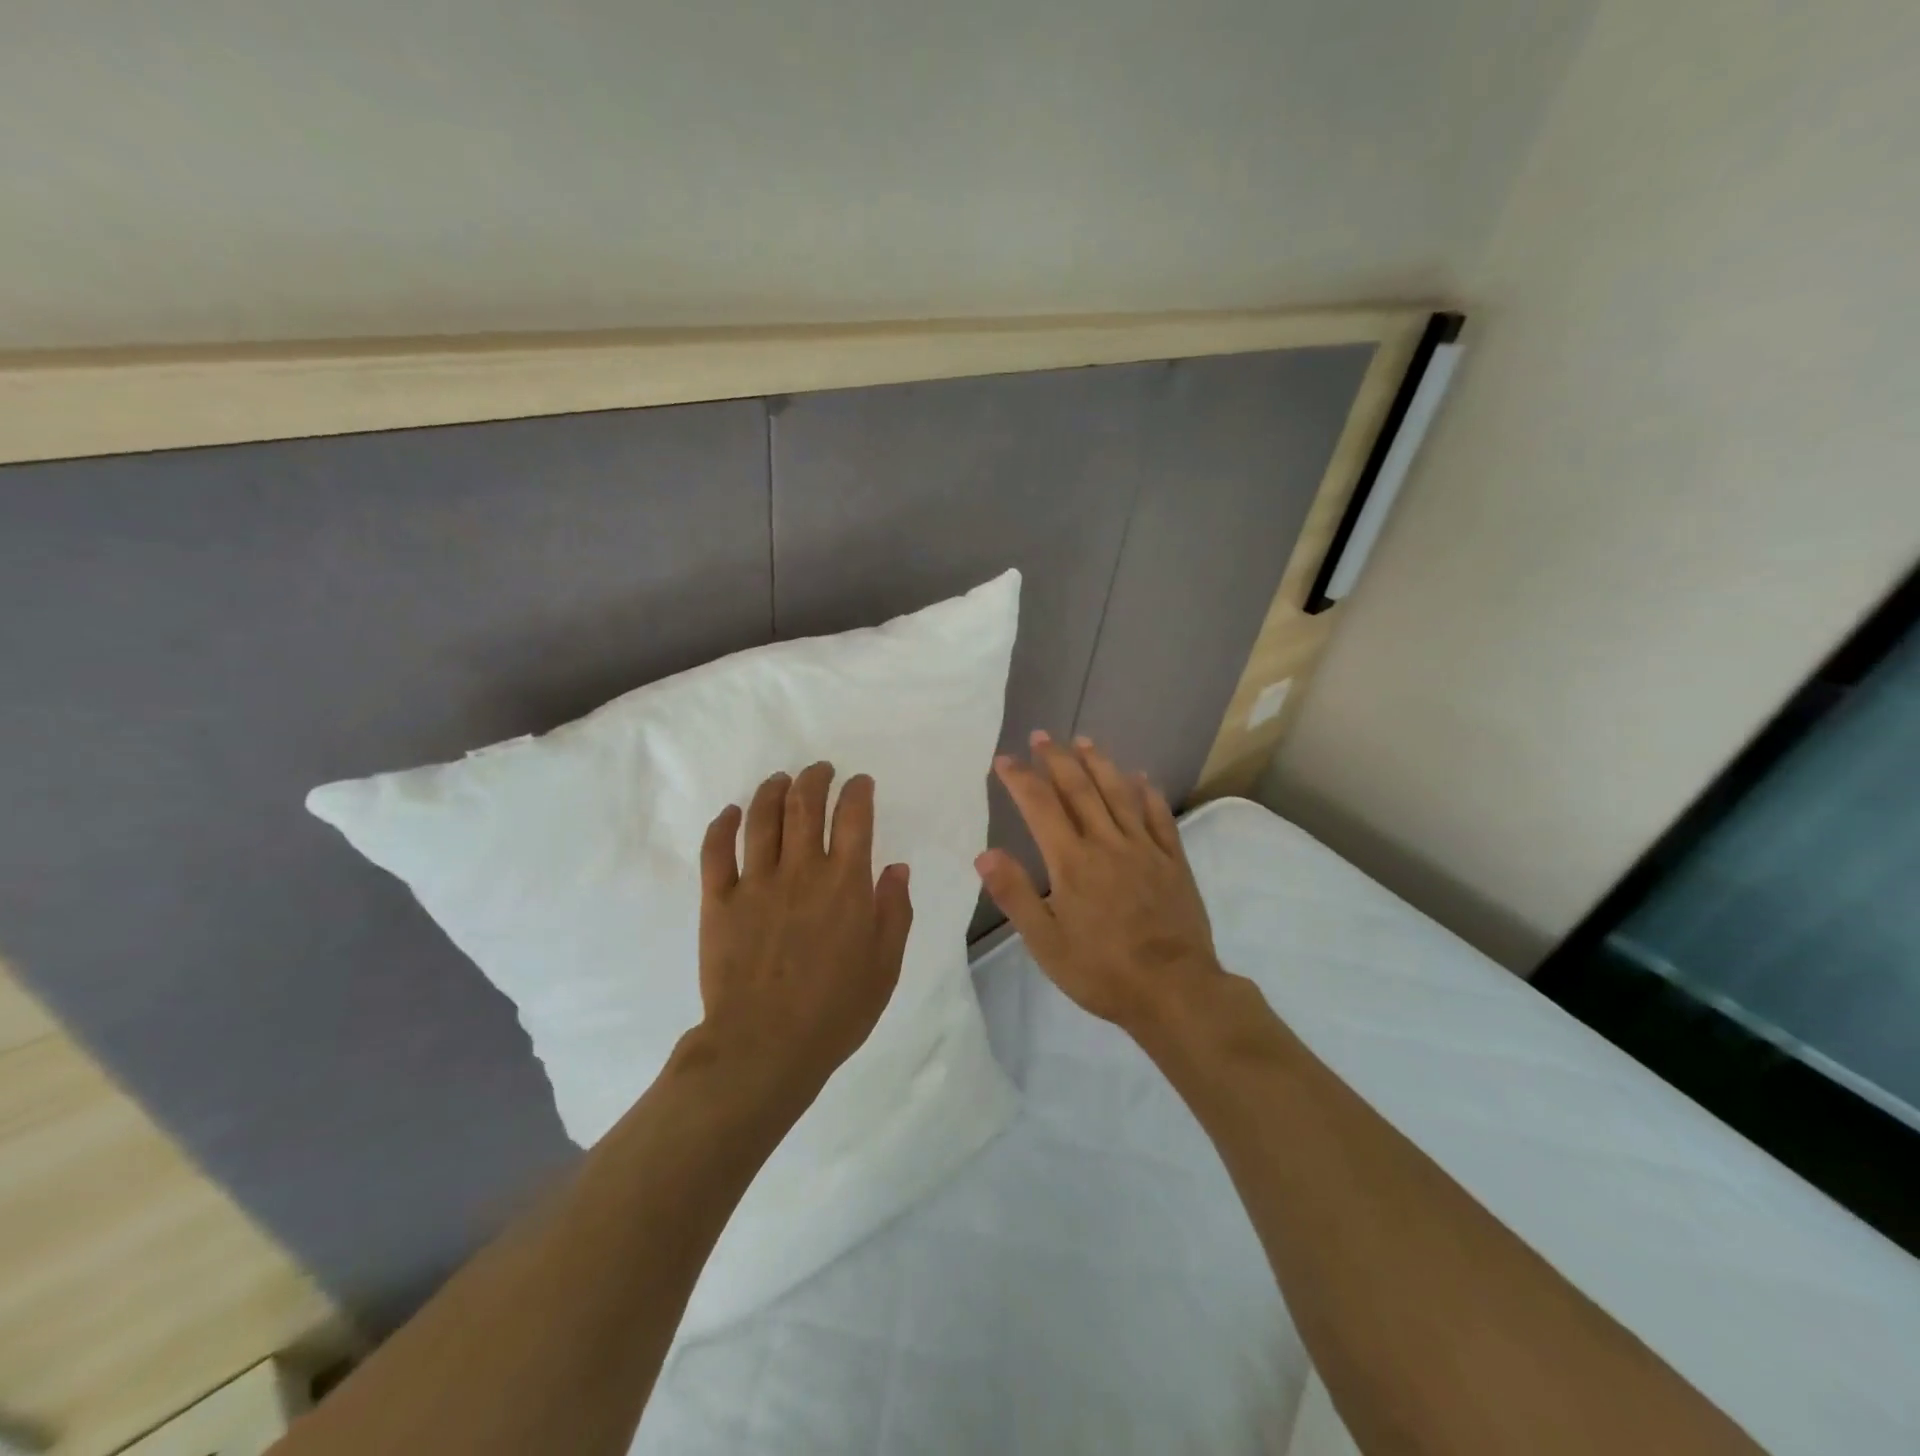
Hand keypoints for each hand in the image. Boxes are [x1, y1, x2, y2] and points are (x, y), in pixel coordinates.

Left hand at [693, 762, 913, 1103]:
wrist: (764, 1046)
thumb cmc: (835, 1010)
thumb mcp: (884, 965)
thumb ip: (894, 911)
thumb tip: (896, 868)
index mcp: (845, 884)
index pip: (853, 818)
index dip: (857, 792)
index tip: (859, 782)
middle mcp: (800, 871)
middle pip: (805, 806)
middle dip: (814, 779)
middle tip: (819, 770)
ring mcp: (754, 883)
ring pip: (761, 818)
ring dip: (772, 791)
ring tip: (780, 779)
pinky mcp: (718, 901)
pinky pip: (715, 851)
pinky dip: (722, 826)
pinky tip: (731, 813)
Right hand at [975, 731, 1224, 1034]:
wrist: (1174, 990)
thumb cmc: (1101, 971)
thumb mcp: (1045, 942)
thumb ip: (1015, 894)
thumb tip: (985, 853)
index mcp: (1072, 862)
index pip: (1041, 807)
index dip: (1021, 779)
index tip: (1004, 760)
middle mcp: (1108, 844)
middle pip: (1080, 789)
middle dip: (1057, 759)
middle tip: (1042, 736)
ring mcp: (1145, 849)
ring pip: (1120, 794)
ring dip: (1100, 764)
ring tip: (1084, 741)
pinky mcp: (1174, 862)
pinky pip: (1160, 818)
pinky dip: (1148, 794)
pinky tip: (1142, 778)